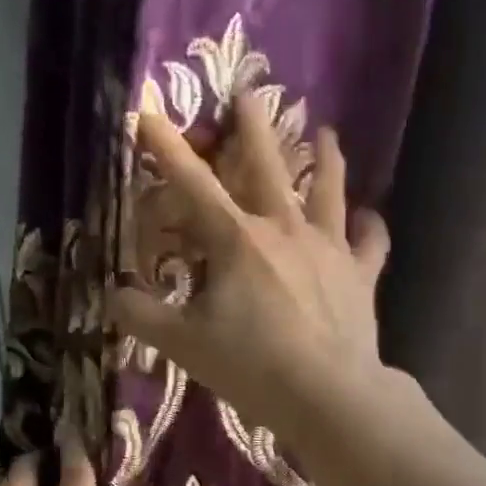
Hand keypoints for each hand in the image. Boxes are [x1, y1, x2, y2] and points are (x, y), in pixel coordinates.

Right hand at [108, 91, 392, 445]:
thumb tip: (114, 294)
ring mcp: (328, 249)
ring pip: (328, 190)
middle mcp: (284, 229)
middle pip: (267, 165)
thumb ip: (143, 317)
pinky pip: (371, 242)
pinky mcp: (361, 276)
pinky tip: (369, 219)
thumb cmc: (252, 366)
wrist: (327, 394)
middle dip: (252, 126)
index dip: (166, 149)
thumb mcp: (184, 345)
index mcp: (236, 240)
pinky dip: (370, 228)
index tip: (148, 111)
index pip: (192, 185)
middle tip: (249, 91)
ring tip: (327, 133)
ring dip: (326, 158)